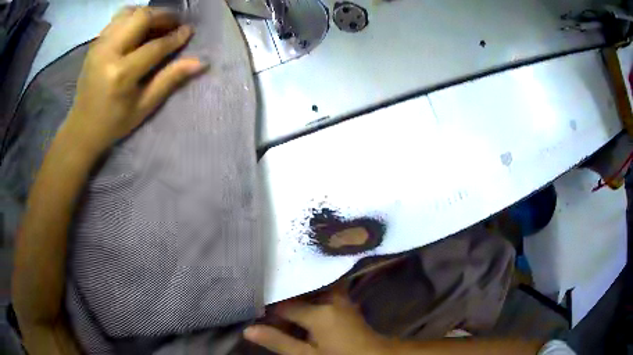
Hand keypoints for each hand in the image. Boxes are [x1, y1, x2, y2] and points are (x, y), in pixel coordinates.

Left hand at [64, 6, 205, 153]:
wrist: (81, 128)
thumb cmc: (114, 123)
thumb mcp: (144, 107)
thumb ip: (170, 80)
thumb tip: (200, 62)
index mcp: (121, 74)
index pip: (155, 45)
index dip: (175, 37)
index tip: (189, 30)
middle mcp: (108, 52)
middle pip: (141, 17)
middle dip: (163, 16)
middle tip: (175, 23)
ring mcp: (99, 45)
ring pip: (129, 12)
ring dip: (147, 14)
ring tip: (158, 24)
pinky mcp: (94, 44)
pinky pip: (117, 19)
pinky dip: (132, 18)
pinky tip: (139, 28)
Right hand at [244, 289, 389, 354]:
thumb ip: (278, 341)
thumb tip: (248, 330)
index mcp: (320, 313)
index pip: (284, 305)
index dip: (268, 308)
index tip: (255, 310)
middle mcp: (331, 299)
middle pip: (299, 291)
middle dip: (283, 295)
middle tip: (265, 298)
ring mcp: (341, 298)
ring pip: (311, 289)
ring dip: (296, 294)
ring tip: (279, 296)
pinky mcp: (345, 301)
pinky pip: (322, 291)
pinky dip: (309, 296)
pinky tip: (301, 303)